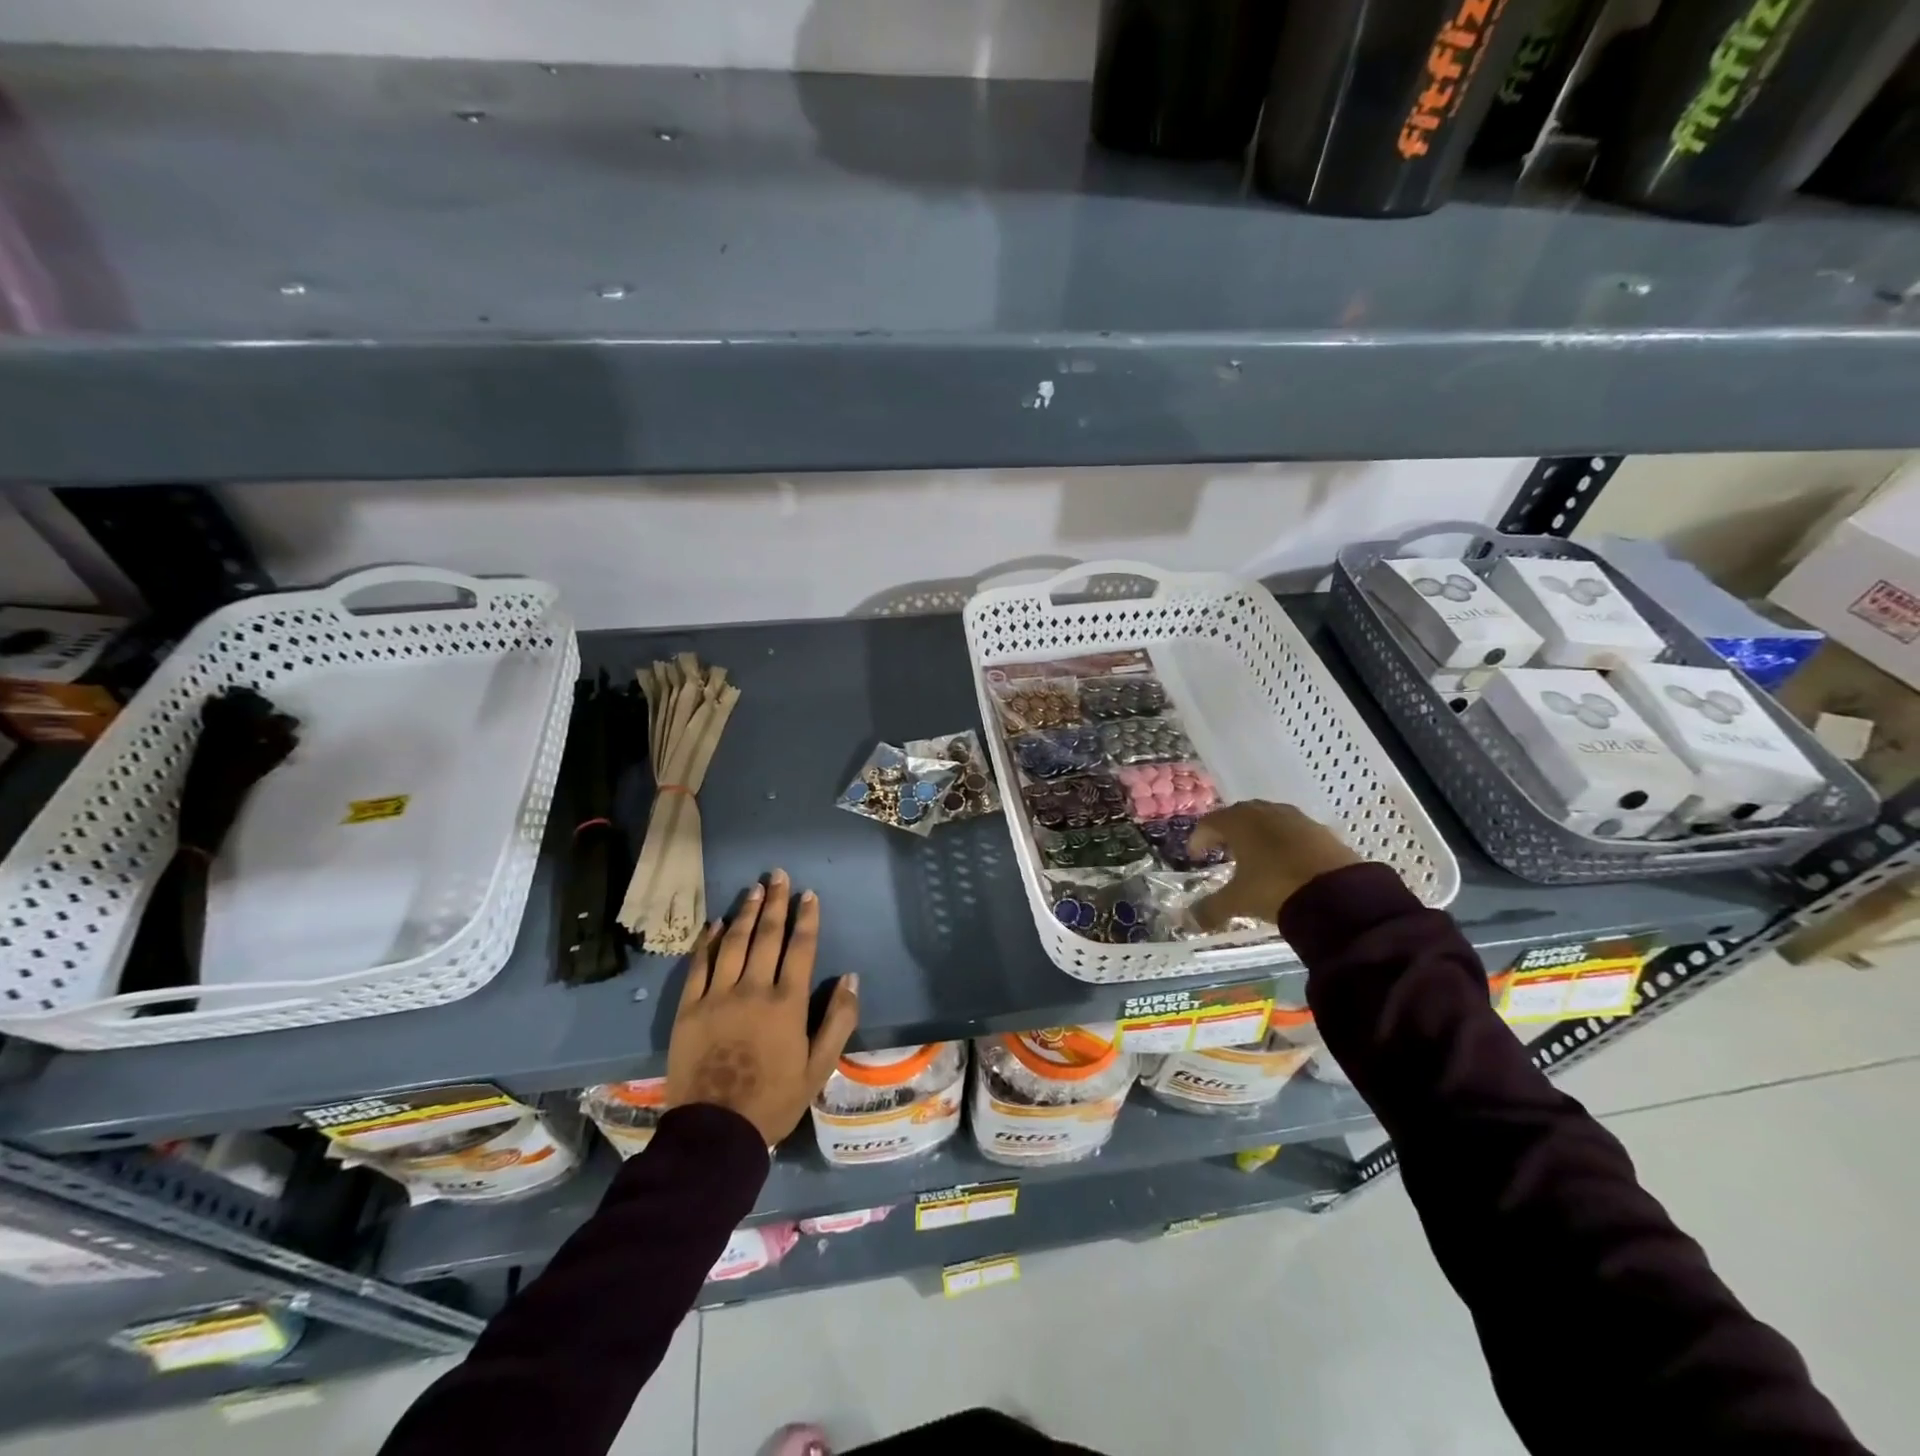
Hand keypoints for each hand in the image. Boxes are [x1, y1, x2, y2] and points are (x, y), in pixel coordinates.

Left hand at [665, 870, 859, 1145]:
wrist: (715, 1132)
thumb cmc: (774, 1100)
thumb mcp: (819, 1067)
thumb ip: (839, 1020)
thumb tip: (851, 978)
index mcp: (787, 1002)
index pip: (800, 948)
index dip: (806, 918)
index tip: (809, 894)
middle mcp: (753, 989)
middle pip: (766, 935)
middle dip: (775, 902)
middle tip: (778, 875)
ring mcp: (717, 996)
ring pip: (733, 943)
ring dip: (744, 913)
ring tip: (753, 889)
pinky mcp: (689, 1008)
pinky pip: (699, 965)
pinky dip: (708, 941)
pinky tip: (715, 924)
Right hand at [1188, 802, 1360, 930]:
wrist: (1339, 894)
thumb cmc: (1275, 888)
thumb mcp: (1238, 901)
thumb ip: (1211, 908)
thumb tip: (1190, 920)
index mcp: (1239, 822)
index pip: (1210, 822)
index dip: (1199, 838)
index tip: (1195, 855)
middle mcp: (1265, 812)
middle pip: (1238, 815)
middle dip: (1227, 832)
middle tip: (1221, 852)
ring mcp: (1296, 819)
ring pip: (1267, 820)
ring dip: (1256, 835)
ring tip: (1254, 857)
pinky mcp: (1321, 830)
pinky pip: (1292, 831)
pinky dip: (1282, 842)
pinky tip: (1284, 862)